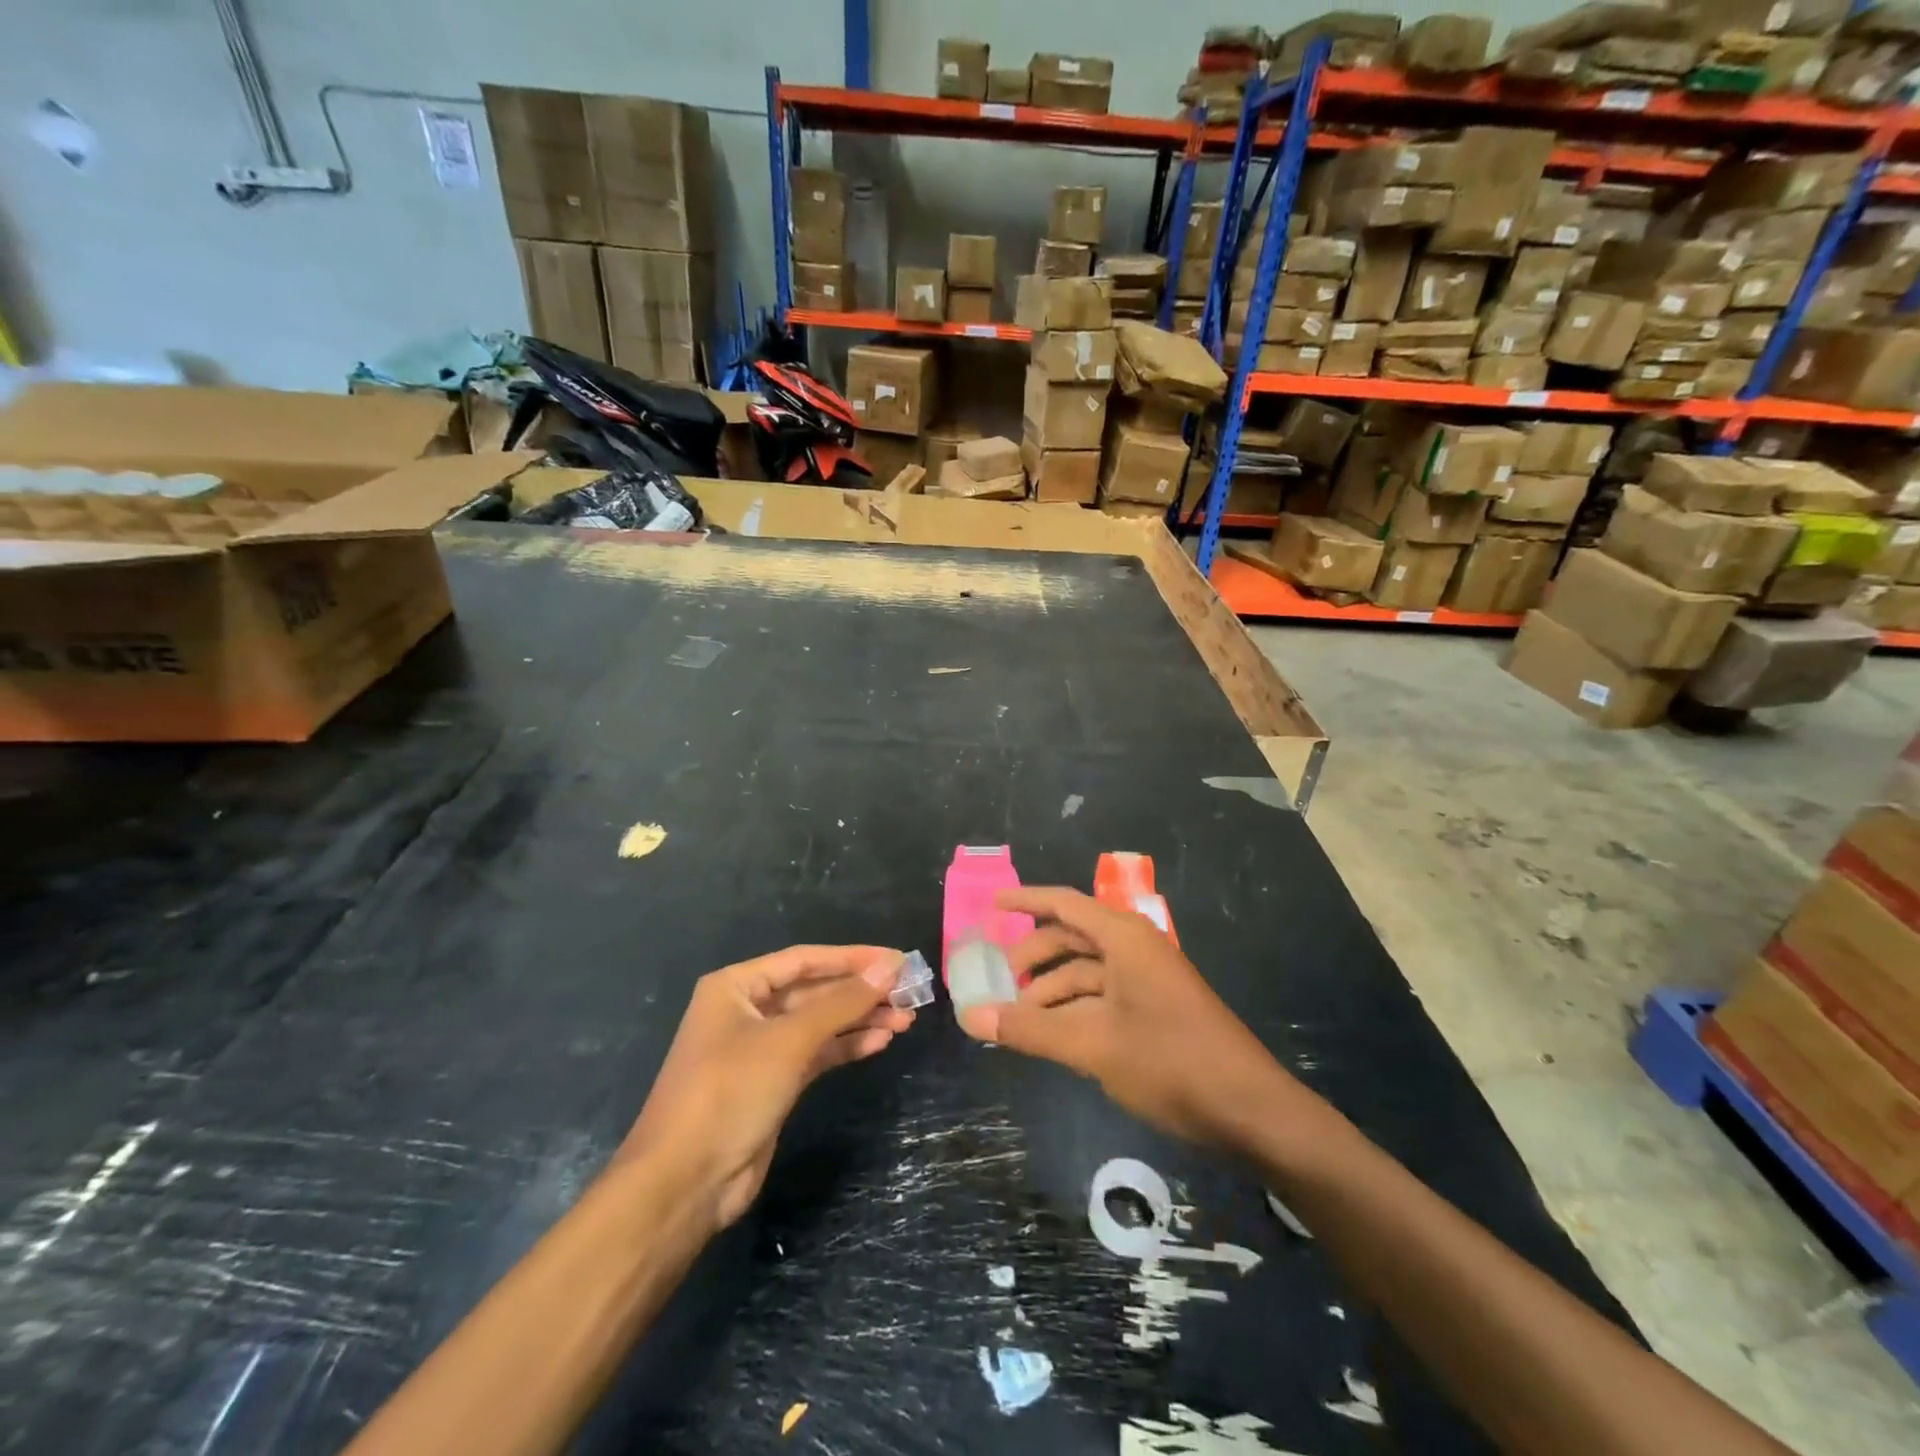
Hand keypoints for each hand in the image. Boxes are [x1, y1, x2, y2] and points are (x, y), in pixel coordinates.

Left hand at [621, 945, 912, 1232]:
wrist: (684, 1182)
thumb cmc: (730, 1092)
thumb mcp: (789, 1040)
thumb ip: (842, 1002)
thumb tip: (890, 967)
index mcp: (738, 986)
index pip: (805, 959)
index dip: (853, 958)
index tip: (897, 960)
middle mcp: (748, 1009)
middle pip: (815, 990)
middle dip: (860, 992)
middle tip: (909, 993)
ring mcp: (760, 1048)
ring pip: (819, 1023)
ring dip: (860, 1019)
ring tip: (905, 1019)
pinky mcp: (773, 1082)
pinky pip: (816, 1053)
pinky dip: (846, 1045)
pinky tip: (880, 1041)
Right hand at [958, 888, 1303, 1149]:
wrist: (1250, 1111)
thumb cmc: (1170, 1062)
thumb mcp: (1091, 1045)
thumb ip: (1029, 1030)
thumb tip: (970, 1017)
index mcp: (1123, 938)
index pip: (1063, 903)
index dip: (1025, 901)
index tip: (990, 907)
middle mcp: (1135, 948)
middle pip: (1072, 938)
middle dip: (1034, 957)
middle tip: (999, 983)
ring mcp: (1148, 979)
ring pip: (1086, 972)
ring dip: (1052, 991)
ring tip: (1019, 1021)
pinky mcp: (1156, 1009)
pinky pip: (1103, 996)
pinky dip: (1074, 1010)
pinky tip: (1053, 1036)